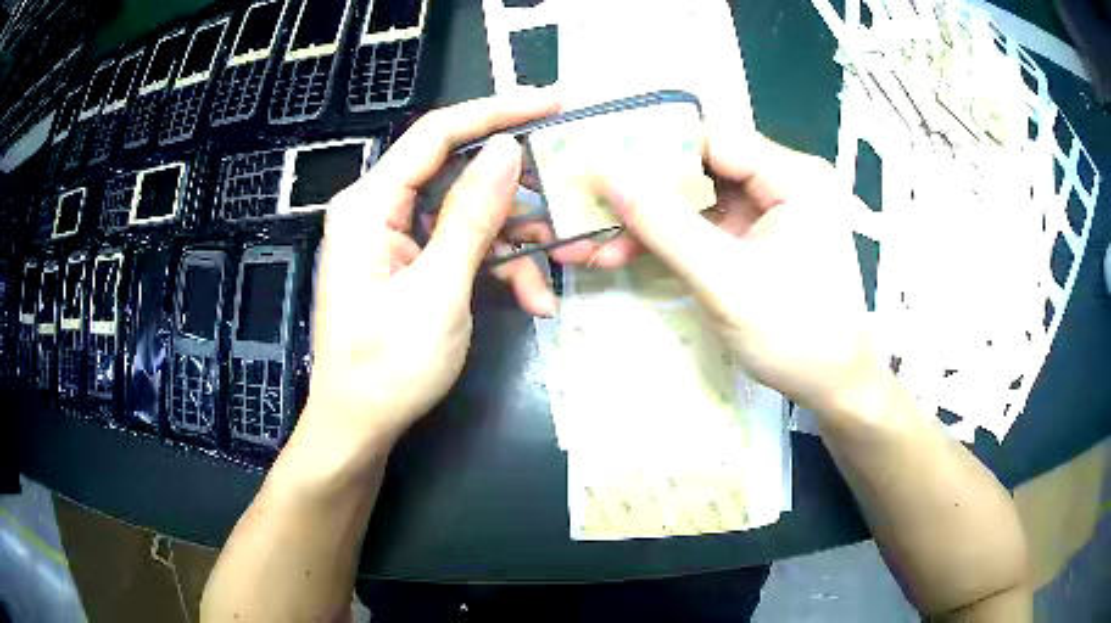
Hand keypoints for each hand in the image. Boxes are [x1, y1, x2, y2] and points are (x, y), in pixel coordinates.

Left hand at [300, 92, 559, 456]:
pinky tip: (530, 299)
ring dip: (516, 245)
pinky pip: (463, 247)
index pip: (435, 134)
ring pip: (470, 214)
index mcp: (369, 205)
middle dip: (518, 196)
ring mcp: (397, 237)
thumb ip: (472, 215)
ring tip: (551, 279)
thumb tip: (507, 149)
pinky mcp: (412, 262)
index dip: (496, 111)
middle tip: (569, 203)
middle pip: (458, 173)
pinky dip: (499, 268)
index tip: (553, 102)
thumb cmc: (388, 367)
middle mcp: (380, 210)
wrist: (360, 427)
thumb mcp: (438, 290)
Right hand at [591, 129, 882, 413]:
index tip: (595, 163)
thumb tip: (604, 172)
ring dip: (647, 220)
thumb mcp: (725, 281)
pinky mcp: (760, 237)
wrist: (835, 387)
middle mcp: (785, 181)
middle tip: (586, 205)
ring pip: (697, 198)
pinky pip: (706, 225)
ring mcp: (773, 210)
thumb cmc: (795, 337)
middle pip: (701, 167)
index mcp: (794, 176)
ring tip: (592, 240)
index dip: (650, 148)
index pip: (711, 139)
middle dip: (641, 191)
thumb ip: (663, 223)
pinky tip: (625, 252)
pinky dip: (668, 240)